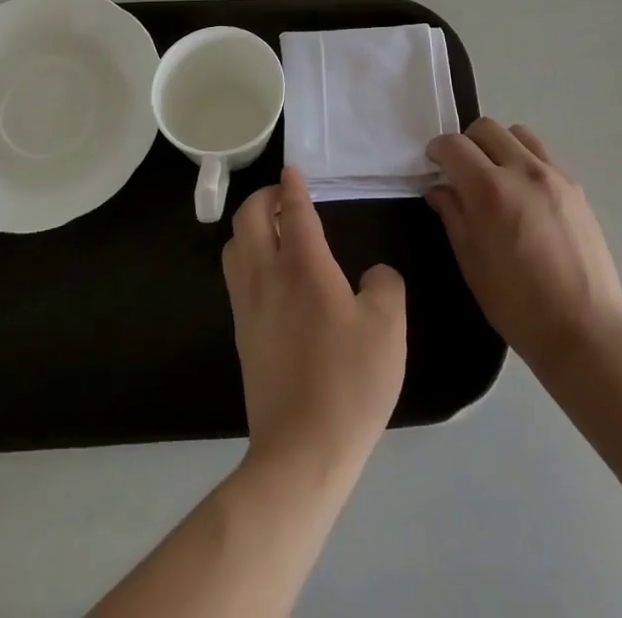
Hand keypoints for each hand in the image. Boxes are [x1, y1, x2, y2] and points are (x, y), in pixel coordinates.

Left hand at [223, 167, 406, 481]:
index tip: (293, 170)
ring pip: (233, 246)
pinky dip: (247, 257)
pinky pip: (235, 277)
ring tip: (273, 229)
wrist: (302, 451)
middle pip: (248, 218)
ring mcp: (247, 307)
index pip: (292, 210)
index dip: (293, 186)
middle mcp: (267, 276)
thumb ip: (385, 286)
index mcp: (303, 265)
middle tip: (283, 196)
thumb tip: (372, 274)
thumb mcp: (388, 327)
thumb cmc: (350, 382)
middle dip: (262, 197)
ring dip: (249, 226)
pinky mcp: (242, 335)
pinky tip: (270, 274)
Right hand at [426, 119, 621, 371]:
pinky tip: (524, 193)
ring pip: (518, 134)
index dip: (437, 150)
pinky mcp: (575, 187)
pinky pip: (543, 155)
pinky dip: (525, 160)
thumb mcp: (471, 262)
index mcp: (489, 190)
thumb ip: (453, 215)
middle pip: (486, 128)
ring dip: (498, 146)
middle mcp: (522, 170)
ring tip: (496, 176)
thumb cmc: (517, 304)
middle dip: (467, 142)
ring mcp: (553, 175)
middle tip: (461, 169)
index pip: (454, 145)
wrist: (584, 330)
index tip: (434, 163)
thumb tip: (440, 189)